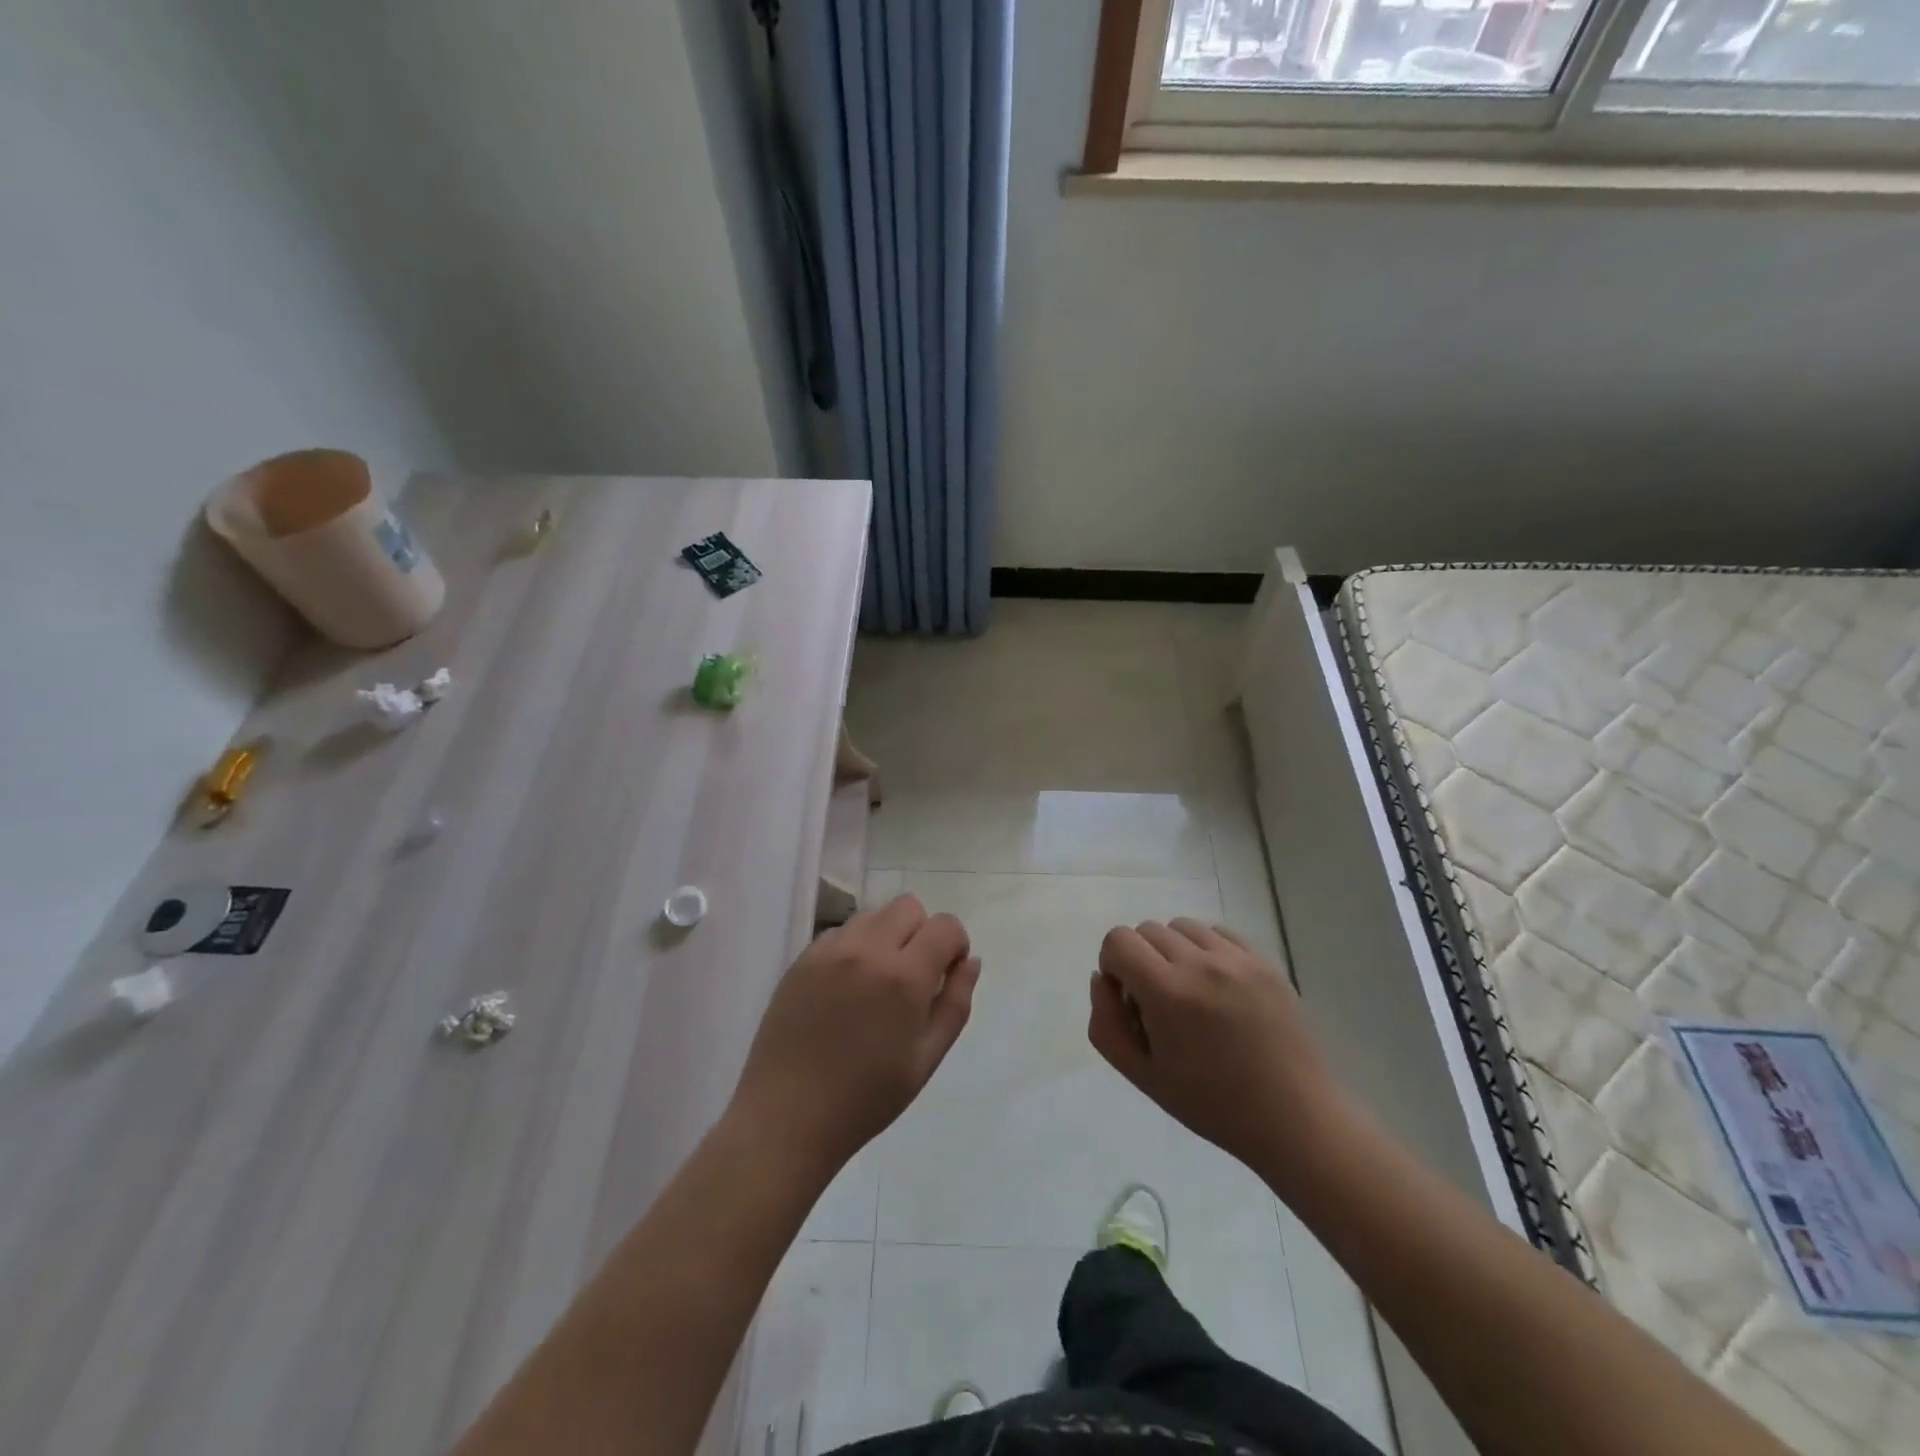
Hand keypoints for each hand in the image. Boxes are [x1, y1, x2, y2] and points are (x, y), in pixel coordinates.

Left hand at [731, 895, 978, 1174]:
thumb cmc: (866, 1097)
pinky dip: (853, 948)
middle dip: (921, 933)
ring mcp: (829, 950)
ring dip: (886, 937)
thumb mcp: (926, 1058)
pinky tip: (845, 990)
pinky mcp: (801, 959)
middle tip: (912, 977)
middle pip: (908, 907)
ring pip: (873, 916)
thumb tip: (970, 961)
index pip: (944, 926)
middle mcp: (866, 950)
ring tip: (876, 983)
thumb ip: (955, 1003)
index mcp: (904, 976)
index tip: (946, 973)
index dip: (954, 945)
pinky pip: (840, 933)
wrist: (787, 1117)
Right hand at [1088, 919, 1342, 1176]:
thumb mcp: (1142, 1075)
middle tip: (1160, 1004)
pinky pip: (1218, 932)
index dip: (1114, 966)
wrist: (1292, 1118)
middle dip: (1141, 960)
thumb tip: (1102, 978)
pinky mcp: (1264, 960)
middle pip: (1147, 930)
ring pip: (1182, 926)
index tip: (1131, 1000)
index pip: (1118, 940)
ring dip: (1174, 951)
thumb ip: (1106, 1023)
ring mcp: (1237, 959)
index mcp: (1168, 993)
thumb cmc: (1211, 1103)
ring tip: (1191, 992)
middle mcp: (1201, 963)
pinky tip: (1218, 988)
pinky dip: (1206, 950)